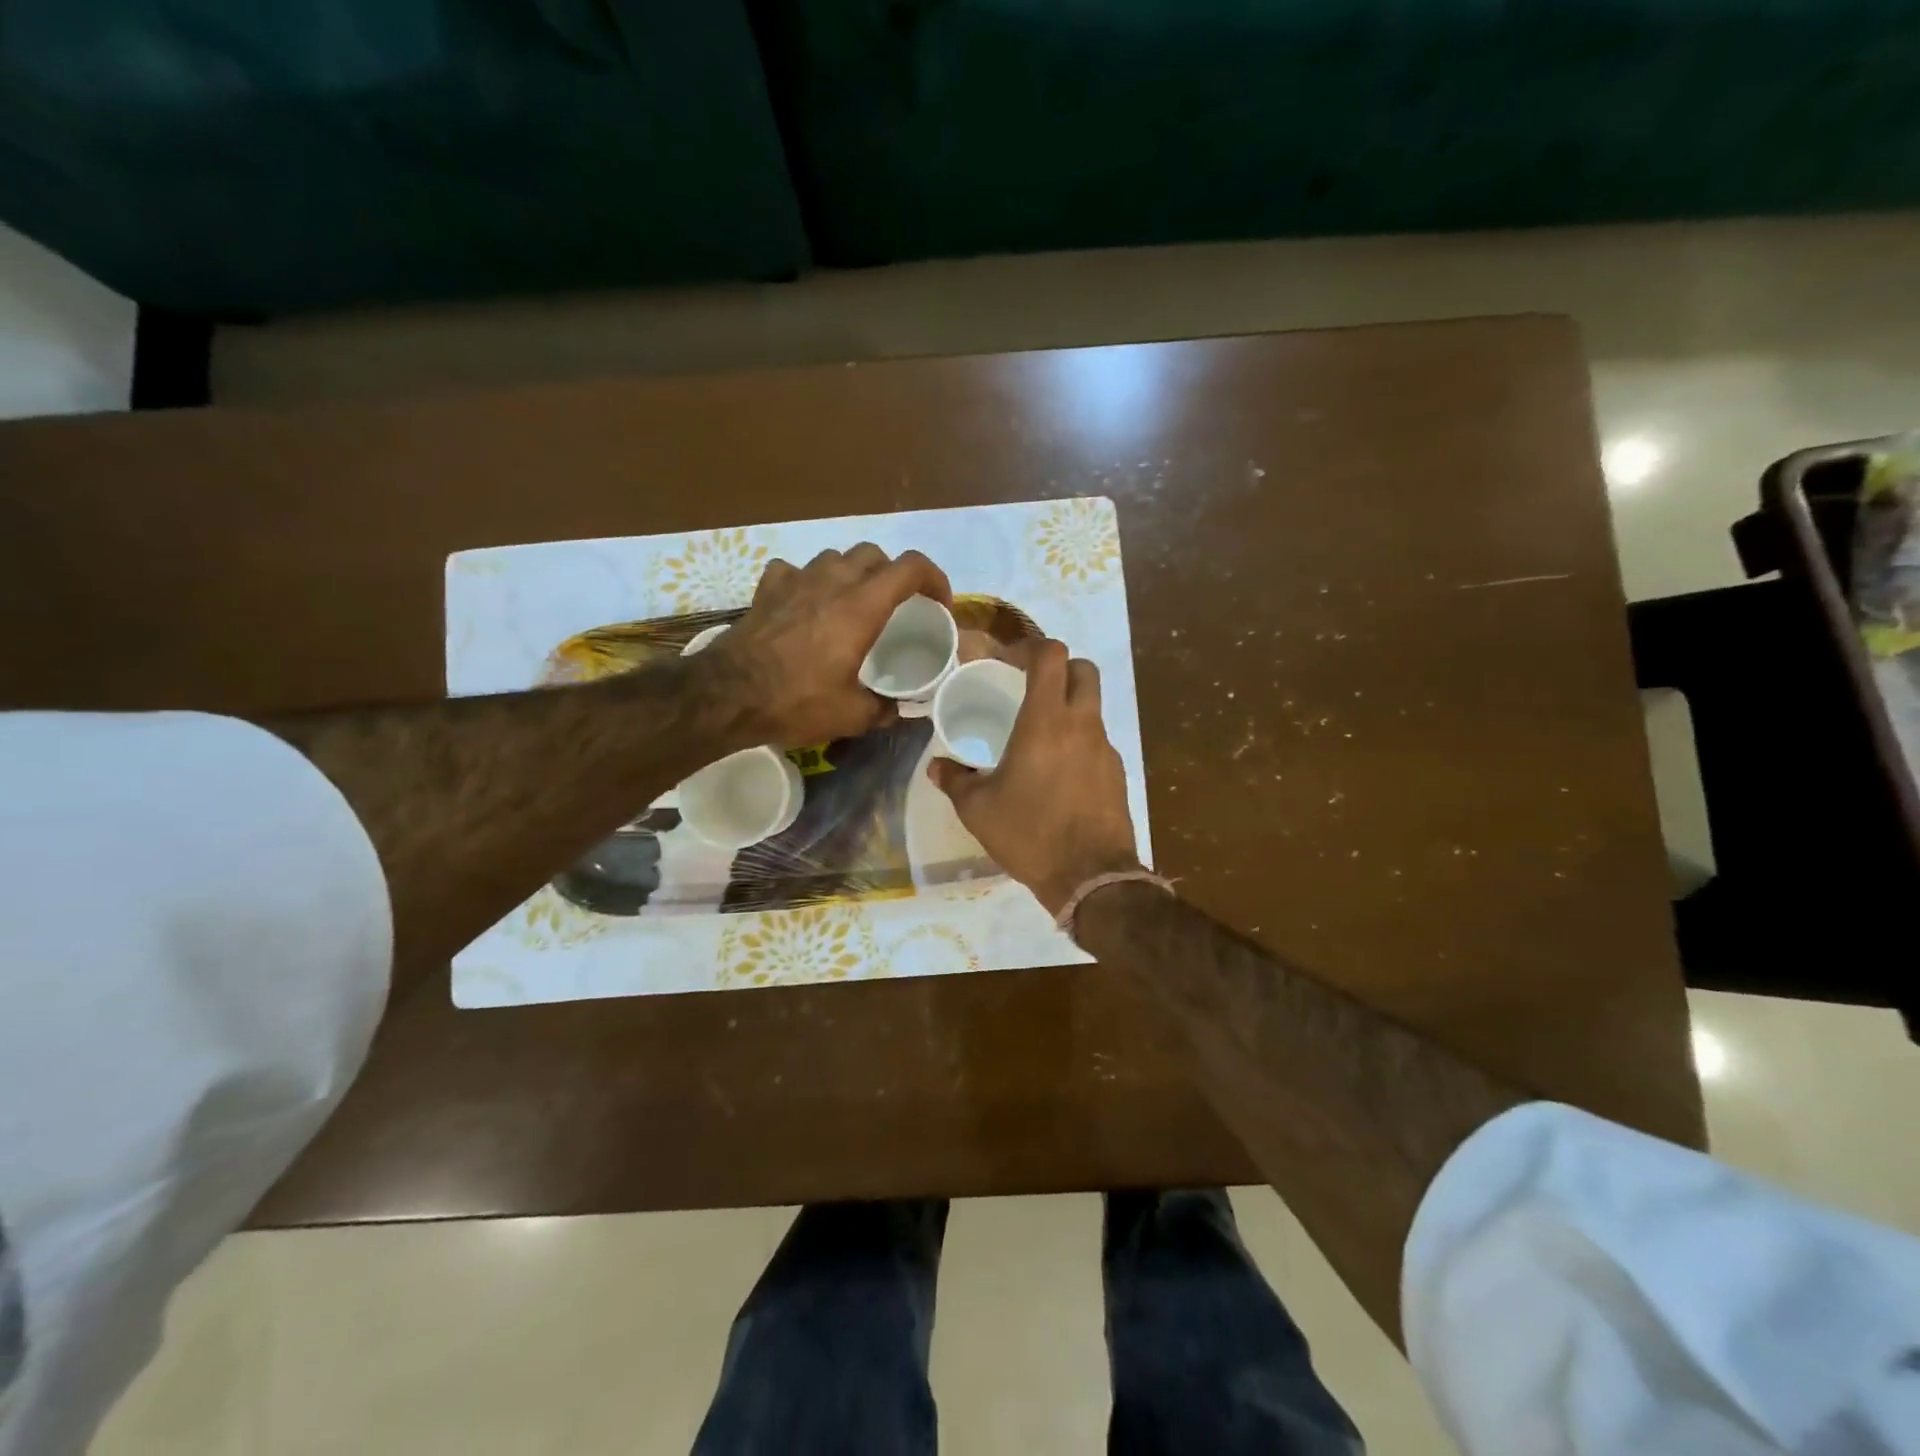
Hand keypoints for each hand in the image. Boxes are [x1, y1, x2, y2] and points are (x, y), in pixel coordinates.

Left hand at [707, 544, 952, 746]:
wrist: (728, 695)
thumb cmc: (797, 701)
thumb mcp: (852, 715)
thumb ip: (884, 709)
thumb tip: (901, 711)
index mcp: (862, 606)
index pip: (911, 567)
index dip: (934, 579)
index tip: (938, 604)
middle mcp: (832, 582)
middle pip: (874, 554)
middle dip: (893, 574)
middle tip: (896, 606)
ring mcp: (796, 580)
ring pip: (834, 558)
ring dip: (851, 573)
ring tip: (852, 602)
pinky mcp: (767, 589)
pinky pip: (793, 570)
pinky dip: (806, 581)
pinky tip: (804, 603)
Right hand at [927, 638, 1140, 914]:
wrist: (1091, 877)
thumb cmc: (1029, 834)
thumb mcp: (978, 810)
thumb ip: (955, 780)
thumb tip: (936, 766)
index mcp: (1045, 721)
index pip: (1051, 655)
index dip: (1030, 646)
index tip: (1009, 660)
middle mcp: (1081, 724)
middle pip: (1083, 668)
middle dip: (1059, 667)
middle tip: (1031, 686)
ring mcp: (1105, 747)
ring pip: (1093, 704)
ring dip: (1070, 704)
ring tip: (1040, 733)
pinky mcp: (1118, 772)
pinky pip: (1098, 739)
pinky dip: (1080, 739)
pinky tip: (1059, 771)